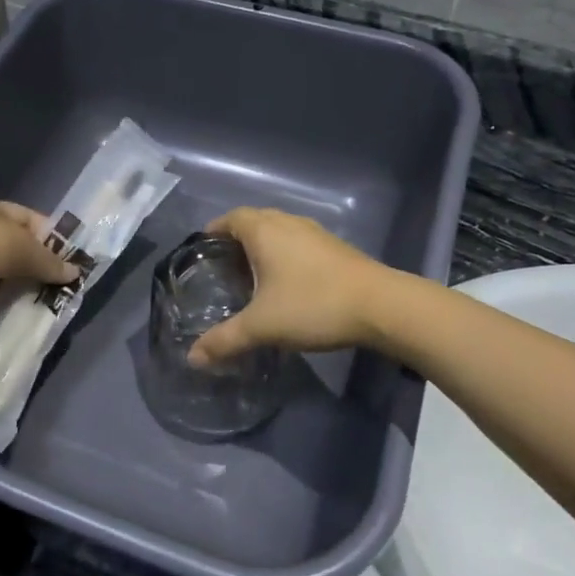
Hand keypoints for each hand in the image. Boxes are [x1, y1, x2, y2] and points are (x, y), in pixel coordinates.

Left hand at [0, 195, 76, 320]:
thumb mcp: (25, 247)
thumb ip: (51, 261)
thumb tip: (75, 272)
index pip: (26, 217)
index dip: (48, 235)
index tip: (67, 255)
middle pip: (14, 245)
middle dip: (35, 263)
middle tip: (58, 281)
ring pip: (2, 270)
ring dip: (19, 283)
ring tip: (43, 296)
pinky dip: (1, 298)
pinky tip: (16, 305)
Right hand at [188, 208, 390, 367]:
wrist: (382, 306)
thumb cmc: (313, 305)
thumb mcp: (263, 326)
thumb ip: (225, 340)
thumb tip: (192, 357)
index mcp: (264, 231)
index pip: (230, 218)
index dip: (213, 230)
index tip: (202, 251)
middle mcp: (288, 223)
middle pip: (254, 221)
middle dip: (235, 239)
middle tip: (222, 267)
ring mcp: (315, 234)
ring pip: (279, 231)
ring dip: (262, 247)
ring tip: (251, 276)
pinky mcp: (335, 248)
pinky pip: (298, 243)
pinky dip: (284, 255)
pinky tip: (286, 283)